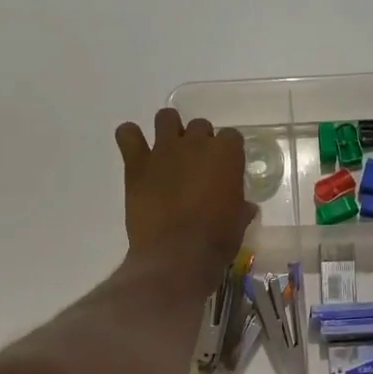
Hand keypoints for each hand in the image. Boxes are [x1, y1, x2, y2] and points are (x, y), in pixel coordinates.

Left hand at [115, 109, 253, 285]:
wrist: (177, 255)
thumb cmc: (216, 240)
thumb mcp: (239, 223)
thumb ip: (241, 207)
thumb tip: (244, 206)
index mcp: (226, 154)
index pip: (232, 137)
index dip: (228, 153)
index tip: (225, 169)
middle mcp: (196, 143)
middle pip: (200, 125)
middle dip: (199, 142)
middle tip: (196, 166)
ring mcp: (164, 150)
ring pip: (166, 117)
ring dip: (169, 130)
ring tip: (168, 152)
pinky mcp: (137, 164)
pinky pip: (127, 134)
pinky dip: (130, 138)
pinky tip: (135, 151)